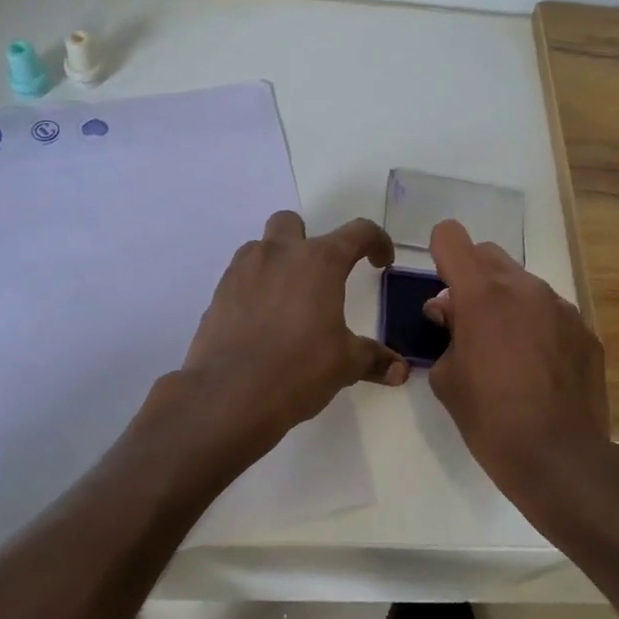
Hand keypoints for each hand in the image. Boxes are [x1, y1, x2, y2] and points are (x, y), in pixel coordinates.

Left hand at [178, 211, 407, 454]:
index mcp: (319, 262)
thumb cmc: (298, 369)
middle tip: (319, 276)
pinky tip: (262, 322)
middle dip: (308, 240)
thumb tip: (400, 370)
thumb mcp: (345, 365)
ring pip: (261, 247)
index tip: (380, 261)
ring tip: (288, 300)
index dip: (376, 241)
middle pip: (293, 223)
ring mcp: (243, 270)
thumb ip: (373, 358)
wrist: (229, 394)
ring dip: (277, 262)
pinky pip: (241, 276)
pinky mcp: (219, 293)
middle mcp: (279, 254)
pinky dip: (254, 288)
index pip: (358, 232)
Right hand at [424, 220, 618, 510]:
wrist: (561, 459)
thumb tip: (450, 312)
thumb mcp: (446, 378)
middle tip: (467, 320)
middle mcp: (524, 287)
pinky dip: (536, 325)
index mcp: (481, 294)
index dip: (440, 254)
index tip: (441, 285)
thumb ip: (445, 333)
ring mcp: (560, 307)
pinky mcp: (585, 330)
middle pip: (488, 254)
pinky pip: (550, 312)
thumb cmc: (490, 419)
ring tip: (506, 349)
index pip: (451, 237)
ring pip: (522, 283)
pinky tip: (537, 367)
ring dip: (506, 301)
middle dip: (471, 276)